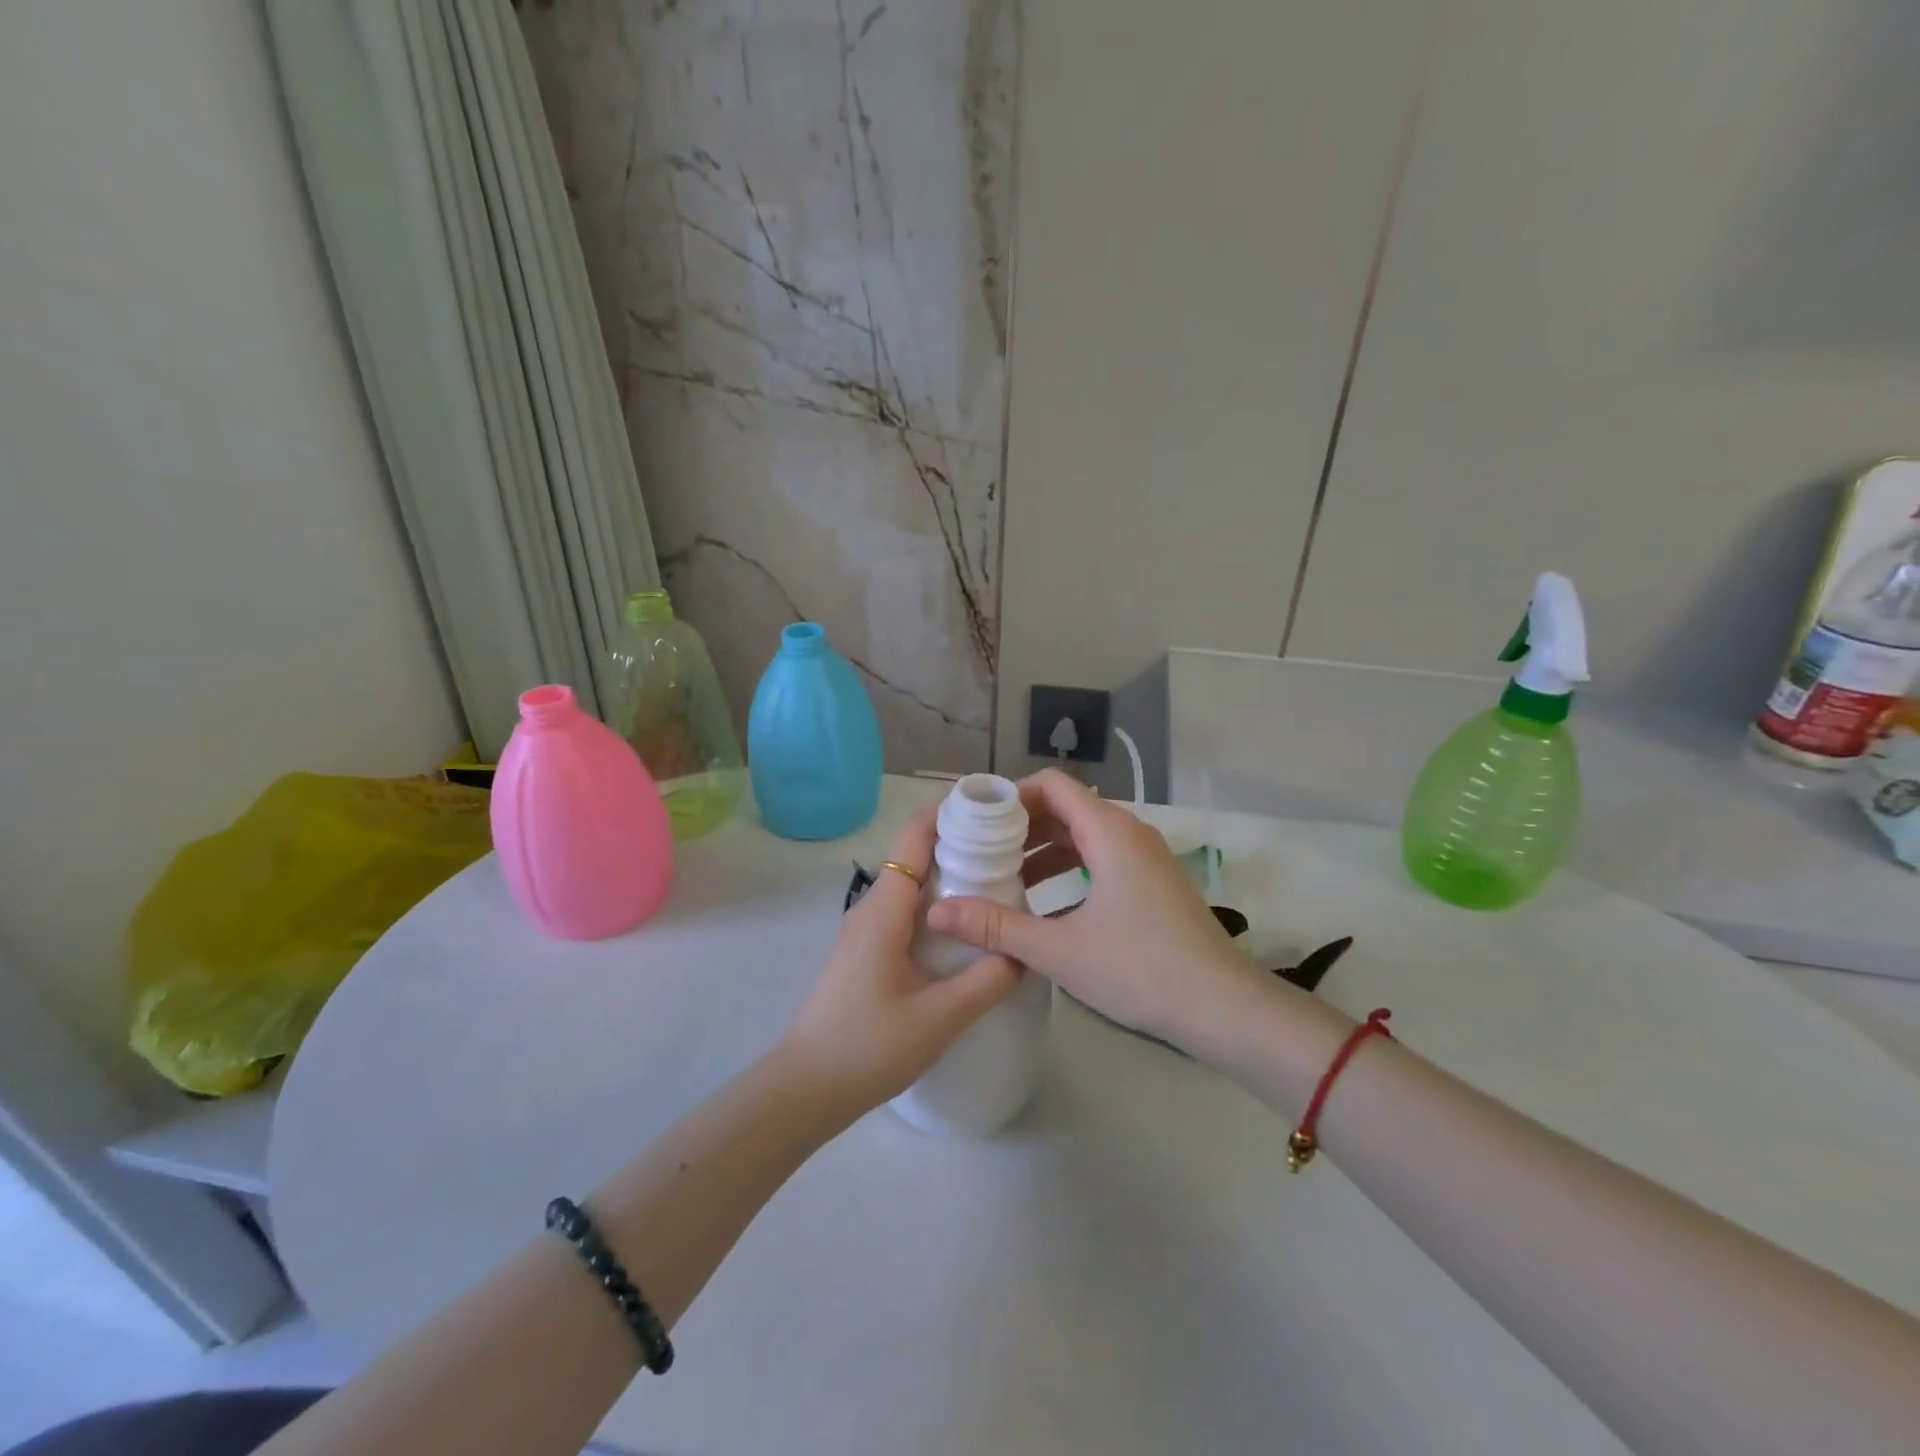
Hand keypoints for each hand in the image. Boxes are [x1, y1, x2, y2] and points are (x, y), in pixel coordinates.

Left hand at [776, 808, 1021, 1117]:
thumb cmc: (868, 1046)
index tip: (993, 811)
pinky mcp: (865, 951)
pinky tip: (963, 930)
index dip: (949, 813)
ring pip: (911, 886)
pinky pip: (905, 911)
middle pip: (916, 856)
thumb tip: (1023, 951)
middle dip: (960, 844)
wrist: (806, 1088)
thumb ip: (987, 980)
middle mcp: (872, 908)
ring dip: (949, 877)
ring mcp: (865, 930)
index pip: (914, 836)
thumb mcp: (939, 1018)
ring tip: (998, 885)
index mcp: (885, 909)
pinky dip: (936, 905)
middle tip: (1011, 852)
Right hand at [926, 769, 1257, 1052]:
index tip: (976, 823)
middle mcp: (1128, 832)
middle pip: (1064, 808)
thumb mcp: (1060, 949)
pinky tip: (1044, 905)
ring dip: (1042, 851)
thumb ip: (997, 927)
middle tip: (979, 853)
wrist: (1224, 1008)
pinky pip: (1100, 858)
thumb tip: (937, 911)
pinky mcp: (1152, 883)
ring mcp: (1144, 858)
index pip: (1051, 784)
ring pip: (1082, 836)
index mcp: (1109, 831)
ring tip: (1003, 879)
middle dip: (1020, 827)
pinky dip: (1068, 869)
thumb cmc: (1141, 968)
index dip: (1010, 795)